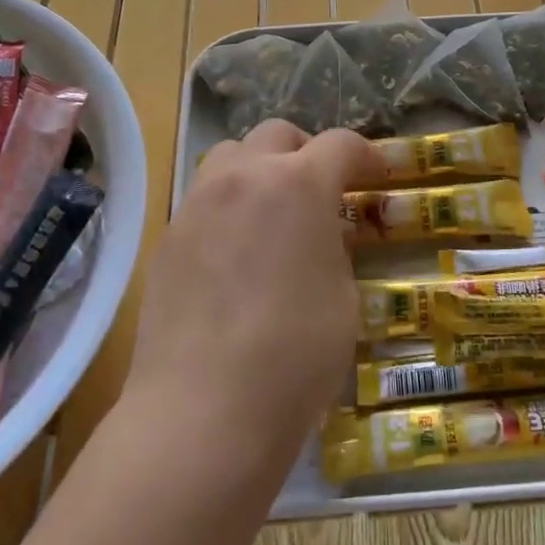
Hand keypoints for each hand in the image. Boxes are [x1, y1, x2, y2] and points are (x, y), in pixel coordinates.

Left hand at [126, 120, 387, 465]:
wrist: (204, 410)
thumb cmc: (296, 354)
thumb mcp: (343, 296)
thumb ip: (334, 248)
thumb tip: (321, 234)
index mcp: (299, 184)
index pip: (340, 144)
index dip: (366, 155)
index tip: (377, 176)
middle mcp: (244, 177)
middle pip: (278, 134)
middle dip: (308, 152)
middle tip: (323, 190)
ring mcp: (197, 204)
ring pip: (230, 156)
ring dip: (260, 169)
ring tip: (273, 213)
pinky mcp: (167, 238)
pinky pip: (203, 200)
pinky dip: (228, 206)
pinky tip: (236, 255)